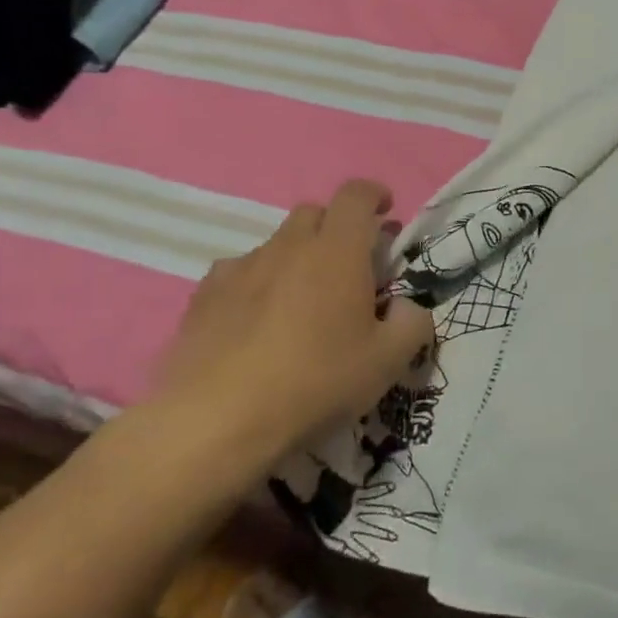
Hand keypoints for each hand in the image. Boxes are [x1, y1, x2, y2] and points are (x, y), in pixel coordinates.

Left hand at [155, 180, 435, 459]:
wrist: (216, 422)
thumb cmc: (315, 383)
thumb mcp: (387, 362)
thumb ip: (412, 323)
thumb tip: (407, 306)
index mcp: (338, 251)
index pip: (356, 195)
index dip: (374, 195)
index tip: (385, 212)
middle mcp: (289, 246)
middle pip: (315, 213)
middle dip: (336, 228)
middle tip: (349, 267)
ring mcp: (242, 267)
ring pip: (277, 243)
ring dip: (296, 258)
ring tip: (300, 303)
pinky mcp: (205, 295)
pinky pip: (239, 272)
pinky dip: (256, 283)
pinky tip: (255, 321)